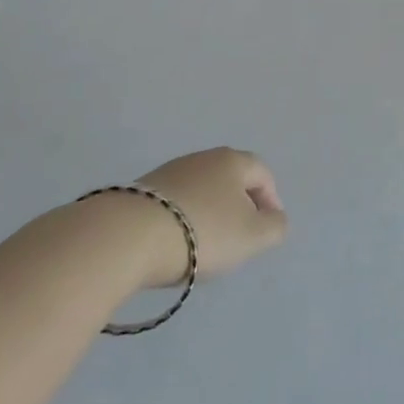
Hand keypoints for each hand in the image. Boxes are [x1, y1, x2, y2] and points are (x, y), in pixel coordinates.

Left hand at [130, 148, 287, 288]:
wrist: (128, 236)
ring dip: (209, 212)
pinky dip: (182, 219)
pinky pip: (175, 203)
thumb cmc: (203, 232)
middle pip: (231, 179)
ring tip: (205, 245)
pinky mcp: (141, 191)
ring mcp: (169, 171)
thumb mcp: (253, 236)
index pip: (263, 174)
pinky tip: (175, 243)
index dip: (271, 201)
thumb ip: (275, 226)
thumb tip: (275, 218)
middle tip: (239, 237)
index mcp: (233, 161)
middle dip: (239, 206)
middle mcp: (203, 157)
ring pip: (201, 190)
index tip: (267, 230)